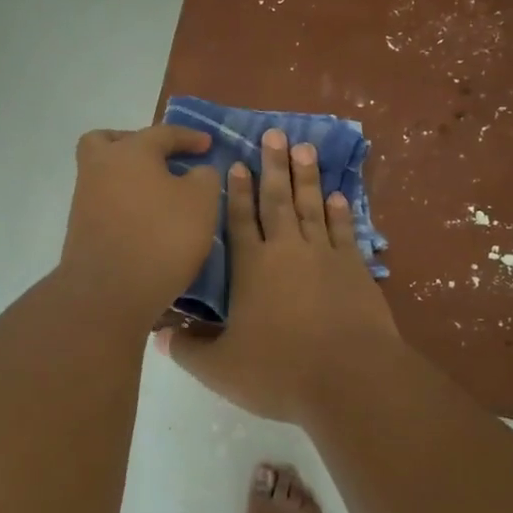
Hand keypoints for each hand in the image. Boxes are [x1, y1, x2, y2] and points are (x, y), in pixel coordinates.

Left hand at [58, 125, 220, 324]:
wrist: (109, 292)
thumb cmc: (162, 237)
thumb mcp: (202, 202)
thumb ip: (204, 177)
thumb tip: (195, 171)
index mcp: (130, 151)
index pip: (163, 133)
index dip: (189, 137)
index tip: (208, 144)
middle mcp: (100, 166)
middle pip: (110, 142)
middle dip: (136, 145)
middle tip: (162, 160)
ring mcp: (85, 198)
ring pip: (105, 173)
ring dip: (130, 177)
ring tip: (160, 196)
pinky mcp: (81, 228)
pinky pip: (105, 202)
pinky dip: (124, 203)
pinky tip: (146, 221)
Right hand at [159, 129, 400, 422]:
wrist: (349, 378)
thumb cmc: (279, 371)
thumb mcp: (220, 368)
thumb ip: (187, 349)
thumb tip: (157, 336)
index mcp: (251, 268)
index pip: (240, 221)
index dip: (237, 192)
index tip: (236, 164)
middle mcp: (286, 251)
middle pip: (277, 200)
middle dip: (273, 166)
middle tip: (274, 134)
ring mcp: (324, 256)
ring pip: (312, 206)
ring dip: (306, 177)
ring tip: (304, 148)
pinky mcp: (355, 268)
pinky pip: (344, 230)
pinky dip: (340, 211)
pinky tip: (337, 195)